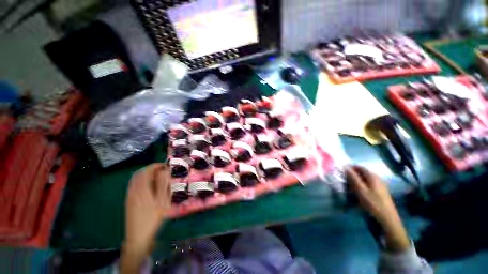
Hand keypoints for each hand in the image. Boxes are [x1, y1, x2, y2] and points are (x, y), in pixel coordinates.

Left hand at [124, 163, 170, 252]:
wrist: (137, 237)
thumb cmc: (152, 219)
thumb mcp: (161, 202)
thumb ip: (163, 185)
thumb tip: (165, 172)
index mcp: (141, 189)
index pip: (146, 171)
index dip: (156, 166)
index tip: (165, 166)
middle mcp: (133, 190)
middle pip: (140, 174)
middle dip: (151, 169)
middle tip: (162, 171)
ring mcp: (129, 196)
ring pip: (136, 179)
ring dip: (146, 175)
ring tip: (158, 178)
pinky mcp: (129, 201)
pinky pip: (134, 186)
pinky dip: (142, 182)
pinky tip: (150, 187)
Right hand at [346, 165, 409, 251]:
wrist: (387, 219)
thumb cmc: (372, 203)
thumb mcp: (360, 190)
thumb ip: (353, 177)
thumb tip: (345, 166)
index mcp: (373, 176)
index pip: (359, 167)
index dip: (350, 168)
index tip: (342, 172)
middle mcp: (377, 179)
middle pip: (363, 173)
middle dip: (353, 175)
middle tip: (345, 181)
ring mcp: (380, 186)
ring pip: (365, 179)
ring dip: (357, 181)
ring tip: (350, 187)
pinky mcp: (380, 192)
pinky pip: (368, 185)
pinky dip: (362, 186)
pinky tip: (358, 193)